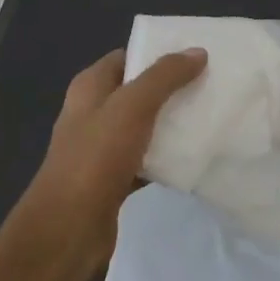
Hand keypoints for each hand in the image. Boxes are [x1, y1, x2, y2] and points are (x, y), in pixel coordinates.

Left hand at [26, 46, 207, 264]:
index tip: (196, 55)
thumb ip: (165, 76)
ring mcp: (103, 148)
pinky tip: (194, 157)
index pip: (127, 57)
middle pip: (139, 91)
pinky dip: (167, 158)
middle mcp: (94, 112)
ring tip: (211, 116)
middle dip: (172, 88)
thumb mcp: (132, 106)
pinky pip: (147, 159)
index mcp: (90, 87)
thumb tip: (197, 51)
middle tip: (211, 84)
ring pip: (145, 126)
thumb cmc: (96, 157)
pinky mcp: (114, 179)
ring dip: (172, 123)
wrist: (68, 229)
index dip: (158, 53)